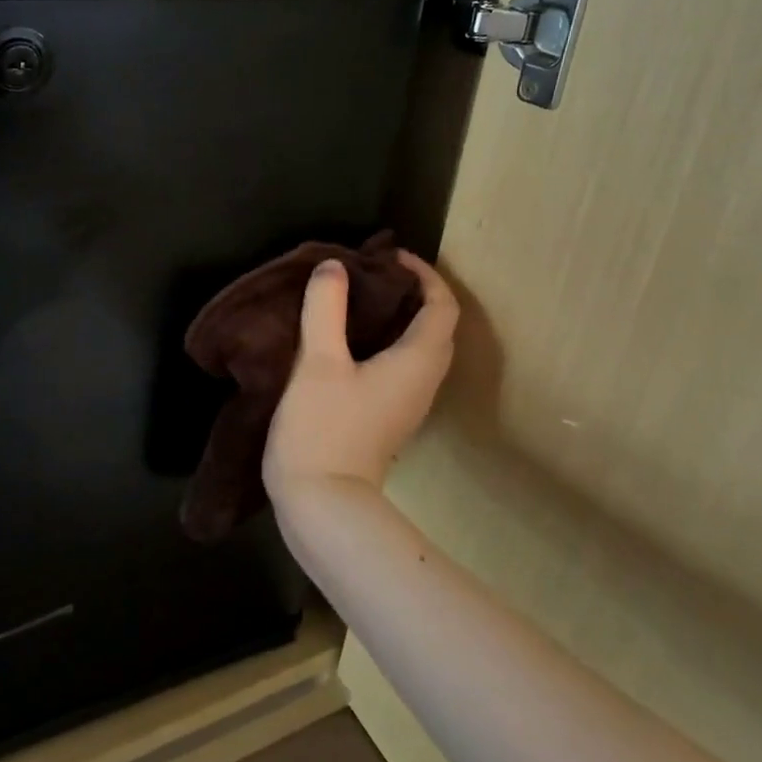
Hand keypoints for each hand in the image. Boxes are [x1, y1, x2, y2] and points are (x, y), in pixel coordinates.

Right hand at [263, 251, 457, 504]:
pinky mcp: (388, 417)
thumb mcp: (319, 362)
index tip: (388, 256)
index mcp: (417, 362)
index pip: (442, 306)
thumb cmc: (324, 428)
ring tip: (360, 298)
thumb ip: (326, 308)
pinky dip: (387, 341)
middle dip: (414, 292)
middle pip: (437, 326)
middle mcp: (423, 381)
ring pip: (420, 348)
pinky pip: (402, 366)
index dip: (424, 274)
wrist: (322, 505)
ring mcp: (407, 404)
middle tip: (373, 273)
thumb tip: (334, 266)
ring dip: (400, 317)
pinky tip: (350, 340)